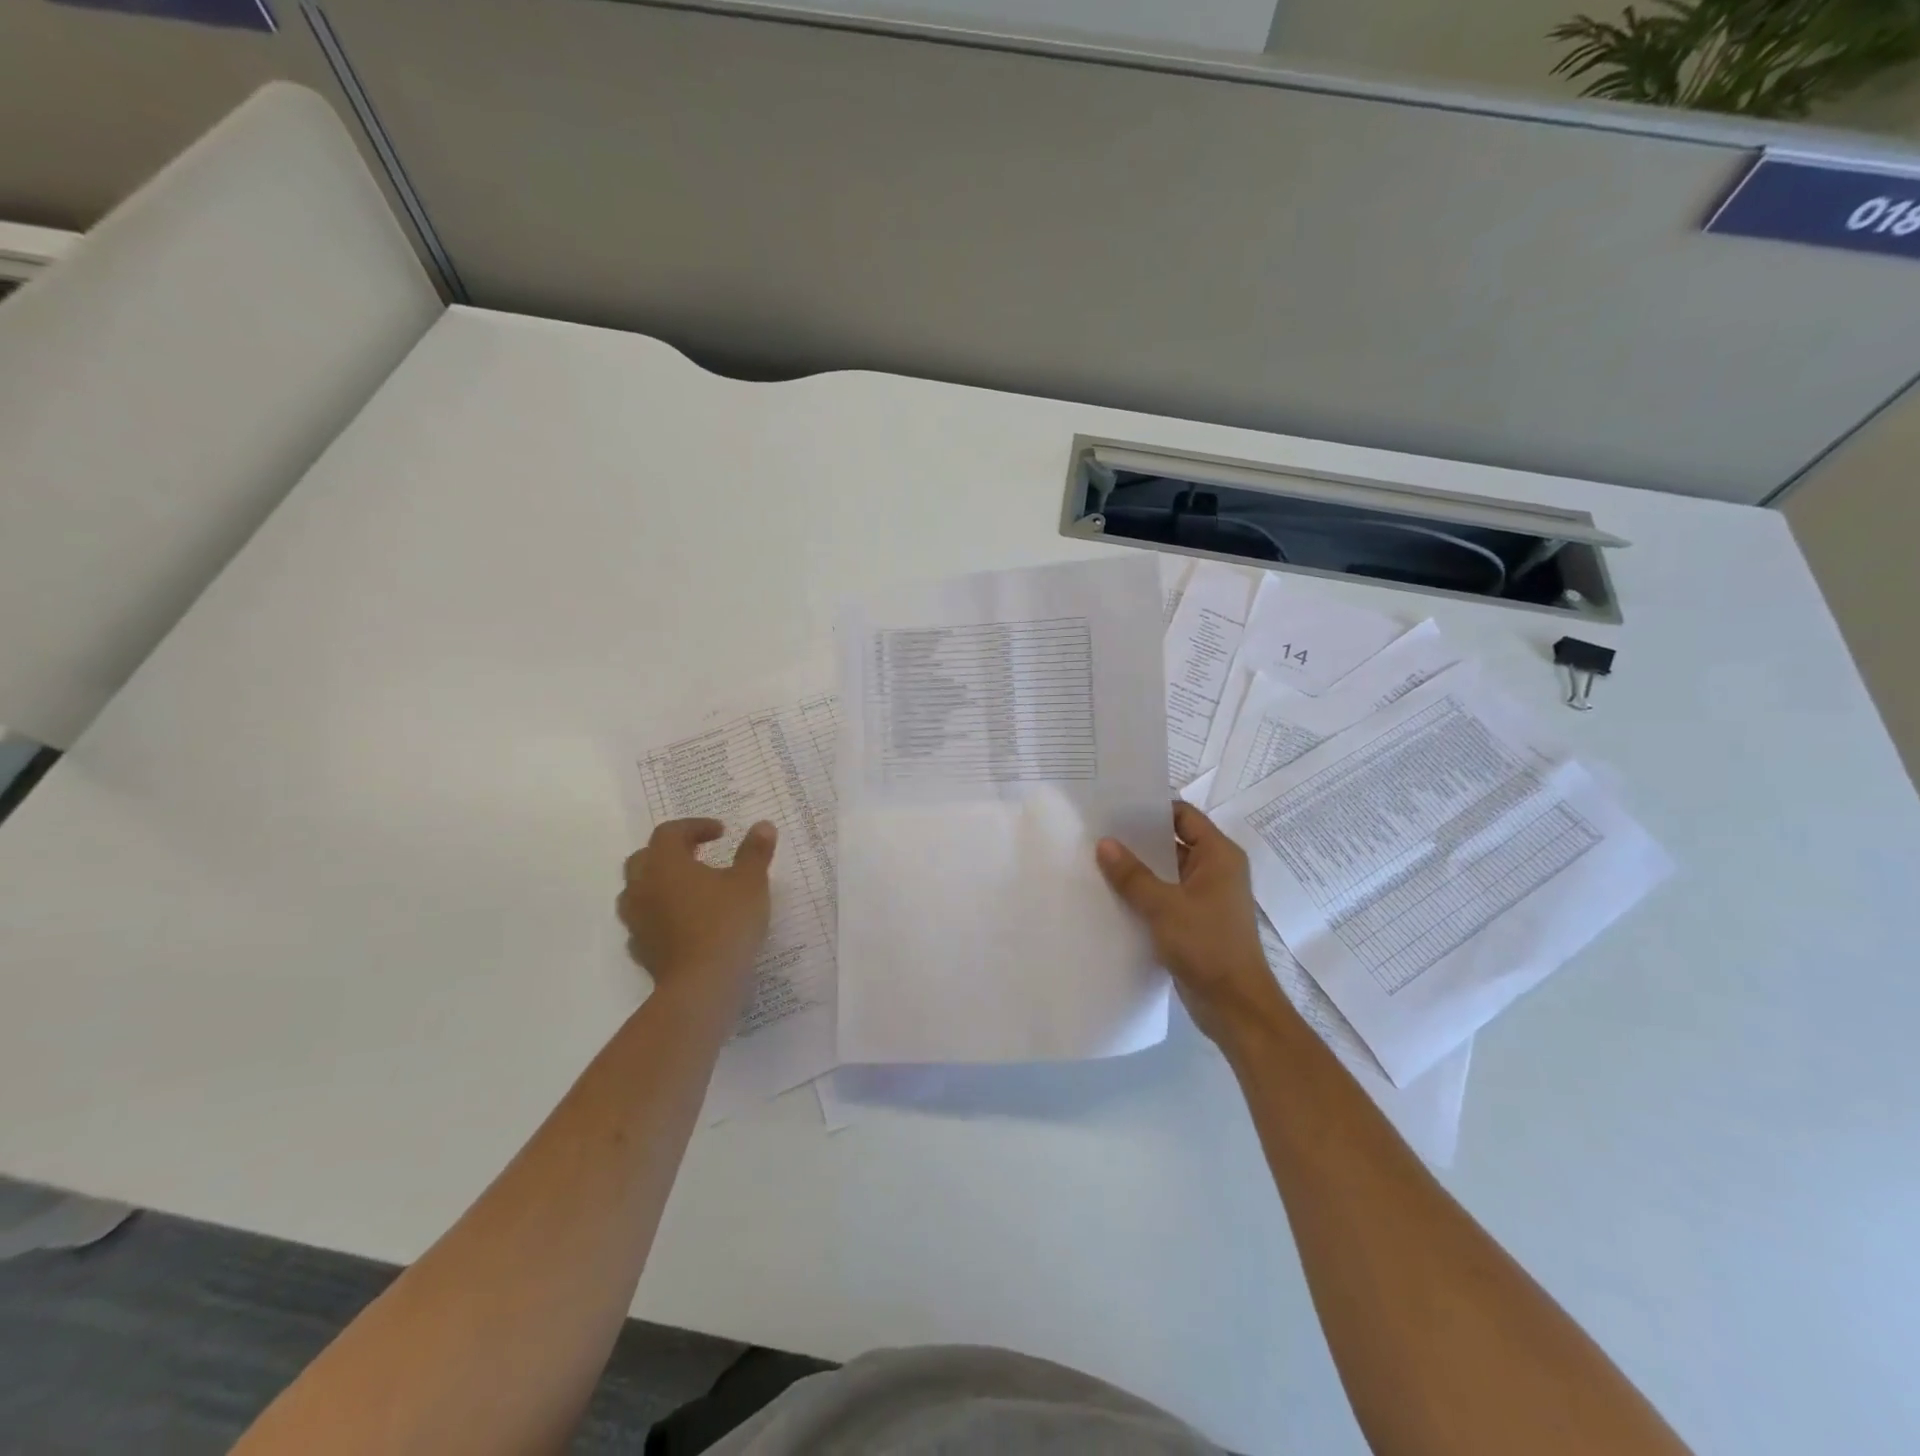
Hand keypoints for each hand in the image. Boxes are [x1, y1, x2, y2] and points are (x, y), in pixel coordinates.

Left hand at [619, 819, 776, 1012]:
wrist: (702, 984)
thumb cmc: (727, 923)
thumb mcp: (750, 882)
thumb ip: (754, 851)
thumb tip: (763, 825)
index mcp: (665, 863)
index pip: (670, 832)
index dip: (695, 827)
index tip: (721, 833)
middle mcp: (642, 887)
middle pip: (645, 858)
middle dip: (670, 852)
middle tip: (699, 855)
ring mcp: (636, 920)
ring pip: (638, 891)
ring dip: (660, 883)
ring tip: (690, 889)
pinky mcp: (641, 949)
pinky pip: (644, 921)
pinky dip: (661, 914)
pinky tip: (684, 922)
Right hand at [1096, 802, 1293, 1052]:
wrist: (1235, 1007)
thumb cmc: (1207, 945)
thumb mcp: (1164, 906)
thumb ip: (1132, 874)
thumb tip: (1104, 843)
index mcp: (1219, 855)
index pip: (1183, 815)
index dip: (1151, 809)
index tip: (1115, 807)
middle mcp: (1216, 870)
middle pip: (1173, 841)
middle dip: (1138, 839)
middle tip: (1098, 831)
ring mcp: (1206, 897)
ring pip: (1167, 871)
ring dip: (1139, 868)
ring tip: (1098, 860)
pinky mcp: (1196, 921)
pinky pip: (1166, 896)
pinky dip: (1144, 893)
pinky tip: (1113, 894)